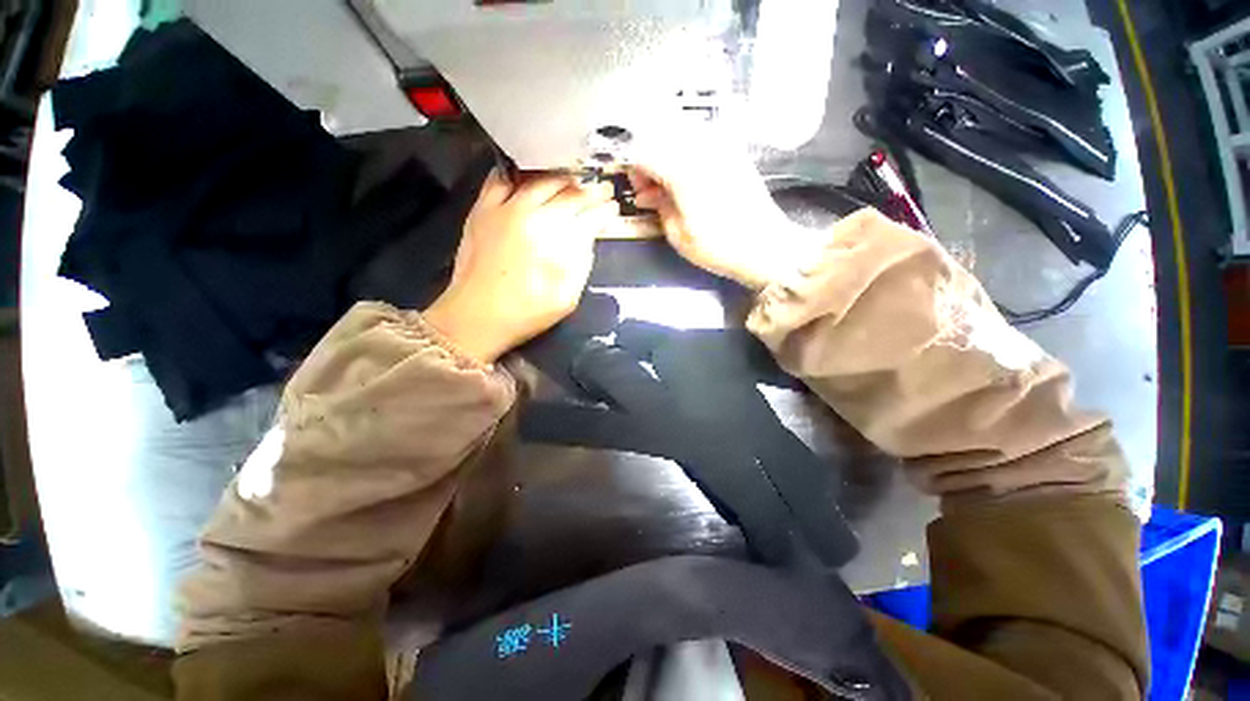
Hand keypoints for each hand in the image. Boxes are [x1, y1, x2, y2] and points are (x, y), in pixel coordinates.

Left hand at [424, 171, 618, 363]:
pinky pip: (501, 179)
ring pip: (541, 180)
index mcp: (559, 238)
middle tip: (598, 189)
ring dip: (560, 179)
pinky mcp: (483, 208)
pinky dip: (517, 174)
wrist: (475, 316)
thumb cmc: (525, 312)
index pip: (592, 213)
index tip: (611, 207)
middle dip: (589, 190)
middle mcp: (535, 215)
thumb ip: (582, 259)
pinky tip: (527, 175)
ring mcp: (507, 208)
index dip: (606, 209)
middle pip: (570, 191)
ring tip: (568, 181)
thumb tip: (589, 232)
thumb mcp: (567, 295)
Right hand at [627, 126, 816, 289]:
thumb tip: (649, 192)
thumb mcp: (678, 234)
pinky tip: (692, 174)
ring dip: (668, 152)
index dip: (633, 172)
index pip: (641, 154)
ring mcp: (720, 146)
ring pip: (679, 133)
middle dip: (649, 159)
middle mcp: (699, 149)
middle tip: (653, 188)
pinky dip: (688, 150)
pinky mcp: (735, 151)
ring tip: (672, 182)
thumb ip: (658, 204)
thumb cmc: (722, 246)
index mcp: (681, 170)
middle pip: (658, 137)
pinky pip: (702, 138)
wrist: (771, 246)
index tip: (640, 192)